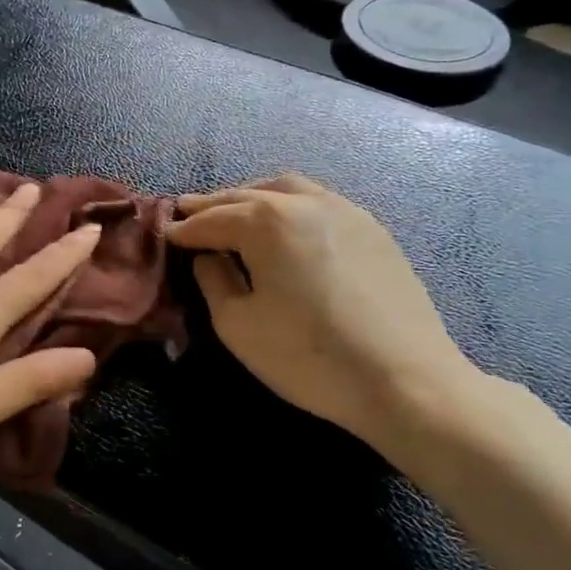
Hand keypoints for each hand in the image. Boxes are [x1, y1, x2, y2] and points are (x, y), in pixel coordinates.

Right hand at [165, 175, 480, 449]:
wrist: (406, 380)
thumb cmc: (309, 356)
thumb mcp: (238, 325)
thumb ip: (214, 280)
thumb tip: (209, 256)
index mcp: (266, 222)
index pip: (211, 219)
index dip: (184, 229)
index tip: (164, 234)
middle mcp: (304, 203)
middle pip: (246, 195)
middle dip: (212, 204)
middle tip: (186, 211)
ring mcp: (345, 211)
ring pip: (287, 188)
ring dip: (252, 196)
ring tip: (234, 210)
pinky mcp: (373, 229)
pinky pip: (319, 201)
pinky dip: (289, 204)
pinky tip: (284, 225)